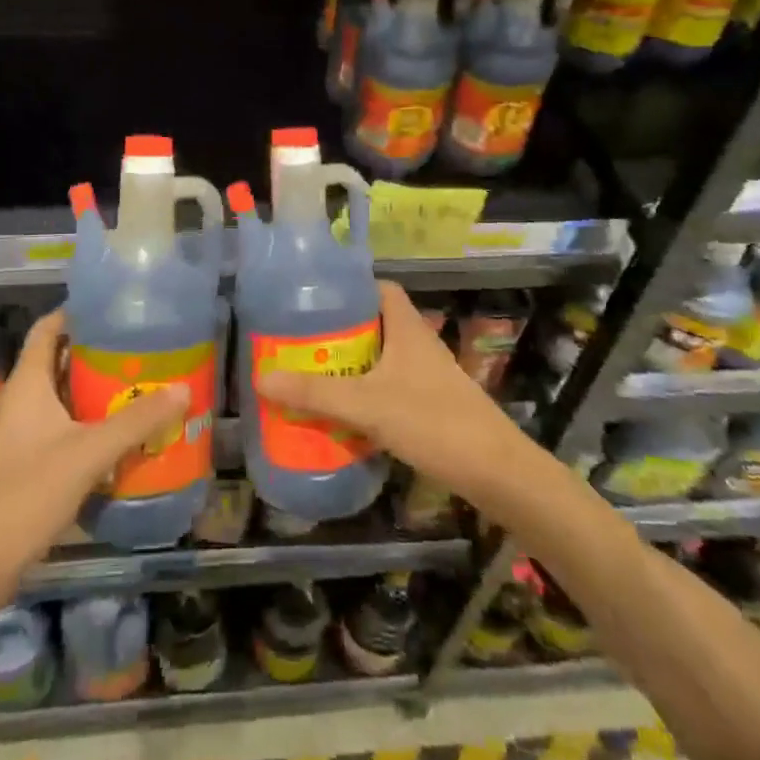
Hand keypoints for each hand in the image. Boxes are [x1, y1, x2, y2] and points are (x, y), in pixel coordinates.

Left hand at [0, 308, 190, 576]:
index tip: (115, 308)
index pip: (48, 328)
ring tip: (141, 383)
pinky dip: (91, 421)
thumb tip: (183, 389)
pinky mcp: (29, 461)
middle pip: (60, 360)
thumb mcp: (89, 452)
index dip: (77, 312)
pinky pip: (64, 426)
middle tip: (141, 347)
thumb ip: (136, 421)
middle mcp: (23, 400)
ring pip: (64, 396)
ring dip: (97, 389)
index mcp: (28, 383)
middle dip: (98, 352)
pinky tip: (122, 432)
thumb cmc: (28, 492)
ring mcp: (23, 433)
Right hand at [257, 281, 522, 497]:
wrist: (497, 473)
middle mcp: (418, 344)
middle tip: (301, 341)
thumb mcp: (367, 405)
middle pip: (374, 323)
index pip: (379, 288)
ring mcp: (427, 375)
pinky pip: (390, 386)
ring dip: (351, 364)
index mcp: (407, 327)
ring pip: (382, 358)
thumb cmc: (433, 422)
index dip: (350, 287)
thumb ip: (316, 393)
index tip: (314, 298)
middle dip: (339, 330)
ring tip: (312, 374)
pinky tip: (343, 412)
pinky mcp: (431, 404)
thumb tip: (262, 378)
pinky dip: (366, 393)